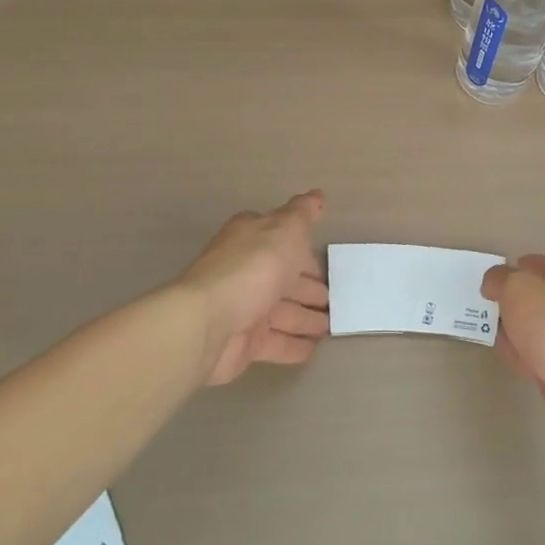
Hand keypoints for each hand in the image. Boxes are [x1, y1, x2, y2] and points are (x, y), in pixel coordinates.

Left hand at [175, 191, 330, 385]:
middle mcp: (247, 271)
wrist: (208, 322)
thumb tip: (317, 195)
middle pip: (284, 279)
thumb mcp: (286, 228)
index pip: (283, 241)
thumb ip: (303, 213)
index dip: (304, 251)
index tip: (326, 262)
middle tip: (336, 299)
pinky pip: (275, 343)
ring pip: (283, 313)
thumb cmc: (253, 267)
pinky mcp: (243, 343)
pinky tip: (314, 349)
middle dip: (309, 288)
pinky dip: (294, 346)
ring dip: (306, 319)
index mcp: (252, 239)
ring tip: (332, 326)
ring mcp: (244, 308)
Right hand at [481, 254, 544, 443]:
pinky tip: (512, 360)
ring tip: (494, 336)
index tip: (493, 283)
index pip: (540, 263)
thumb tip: (494, 281)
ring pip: (539, 328)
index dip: (516, 269)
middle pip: (539, 297)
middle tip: (489, 310)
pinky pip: (543, 356)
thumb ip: (501, 279)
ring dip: (517, 331)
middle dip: (513, 303)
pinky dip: (527, 356)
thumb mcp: (518, 289)